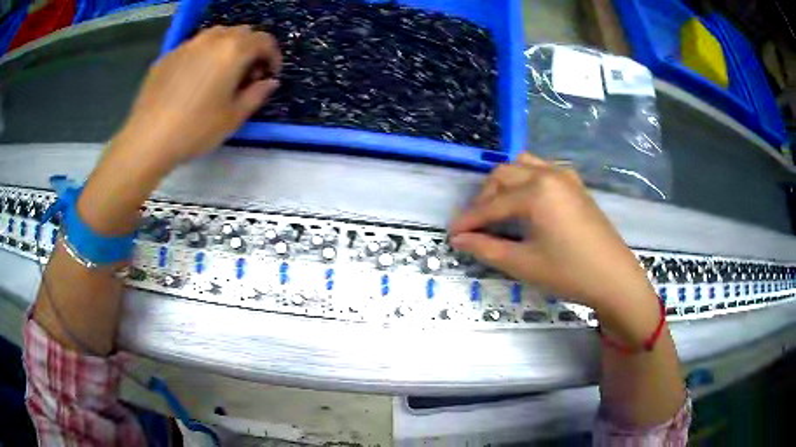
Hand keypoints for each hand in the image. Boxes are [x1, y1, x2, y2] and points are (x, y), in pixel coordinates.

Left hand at [115, 25, 282, 169]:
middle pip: (241, 32)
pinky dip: (202, 55)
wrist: (148, 139)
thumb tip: (269, 82)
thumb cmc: (195, 129)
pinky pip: (193, 47)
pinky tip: (194, 79)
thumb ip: (256, 95)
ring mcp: (187, 45)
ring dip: (226, 47)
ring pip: (215, 35)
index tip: (270, 74)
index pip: (264, 40)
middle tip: (246, 74)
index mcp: (233, 51)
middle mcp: (211, 40)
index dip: (272, 56)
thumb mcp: (233, 117)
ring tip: (221, 72)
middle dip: (250, 48)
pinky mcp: (168, 56)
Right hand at [449, 153, 659, 344]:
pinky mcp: (576, 184)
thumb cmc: (569, 273)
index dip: (468, 220)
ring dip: (504, 184)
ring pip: (522, 166)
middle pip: (503, 175)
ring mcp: (565, 175)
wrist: (614, 278)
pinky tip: (526, 203)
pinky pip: (542, 170)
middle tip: (476, 226)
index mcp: (535, 191)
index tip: (451, 234)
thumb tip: (459, 240)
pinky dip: (525, 181)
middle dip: (484, 199)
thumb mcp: (523, 264)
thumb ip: (486, 248)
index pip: (491, 205)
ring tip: (498, 210)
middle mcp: (548, 174)